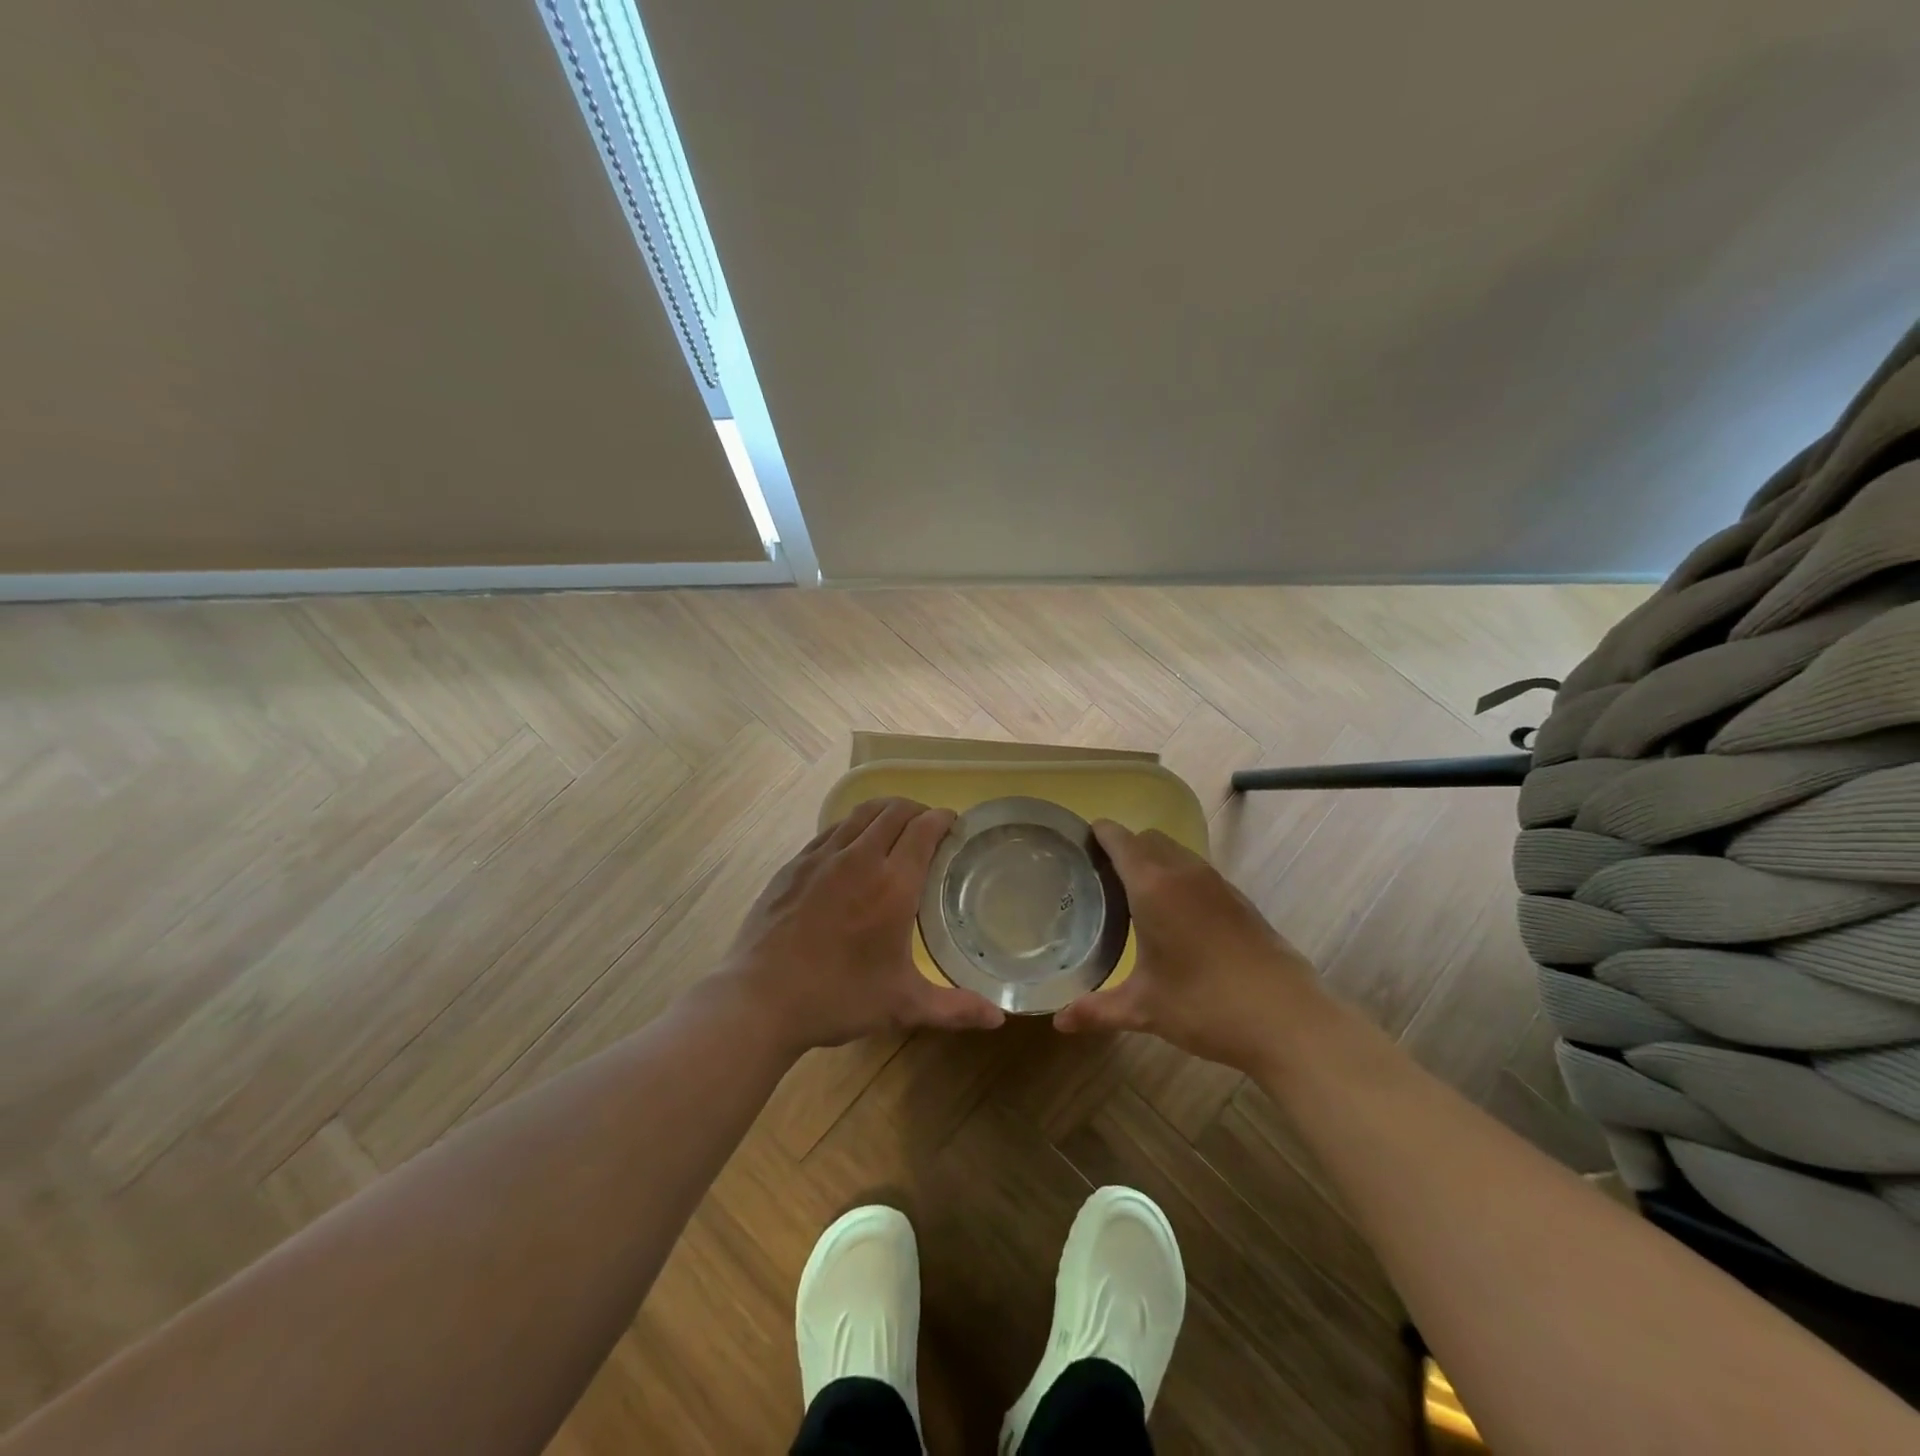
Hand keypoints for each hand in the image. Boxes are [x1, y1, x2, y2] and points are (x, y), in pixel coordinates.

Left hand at [718, 797, 1006, 1052]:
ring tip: (894, 828)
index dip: (943, 819)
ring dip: (884, 812)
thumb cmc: (838, 998)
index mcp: (893, 884)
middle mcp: (859, 858)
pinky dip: (851, 827)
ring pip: (860, 814)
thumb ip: (955, 1008)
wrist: (760, 999)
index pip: (924, 829)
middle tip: (928, 827)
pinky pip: (831, 830)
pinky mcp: (793, 865)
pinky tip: (851, 848)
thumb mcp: (903, 1006)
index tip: (954, 825)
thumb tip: (999, 1018)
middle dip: (917, 810)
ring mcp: (821, 857)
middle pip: (894, 811)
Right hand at [1054, 820, 1326, 1072]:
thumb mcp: (1144, 1008)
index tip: (1079, 845)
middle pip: (1148, 839)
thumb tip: (1057, 1022)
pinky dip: (1179, 879)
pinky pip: (1198, 872)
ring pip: (1176, 853)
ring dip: (1154, 861)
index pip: (1119, 839)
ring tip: (1135, 896)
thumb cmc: (1205, 1005)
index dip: (1098, 834)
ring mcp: (1217, 883)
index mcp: (1153, 886)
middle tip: (1101, 878)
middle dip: (1124, 848)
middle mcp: (1184, 873)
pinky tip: (1176, 918)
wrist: (1287, 1019)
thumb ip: (1097, 1010)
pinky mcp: (1240, 899)